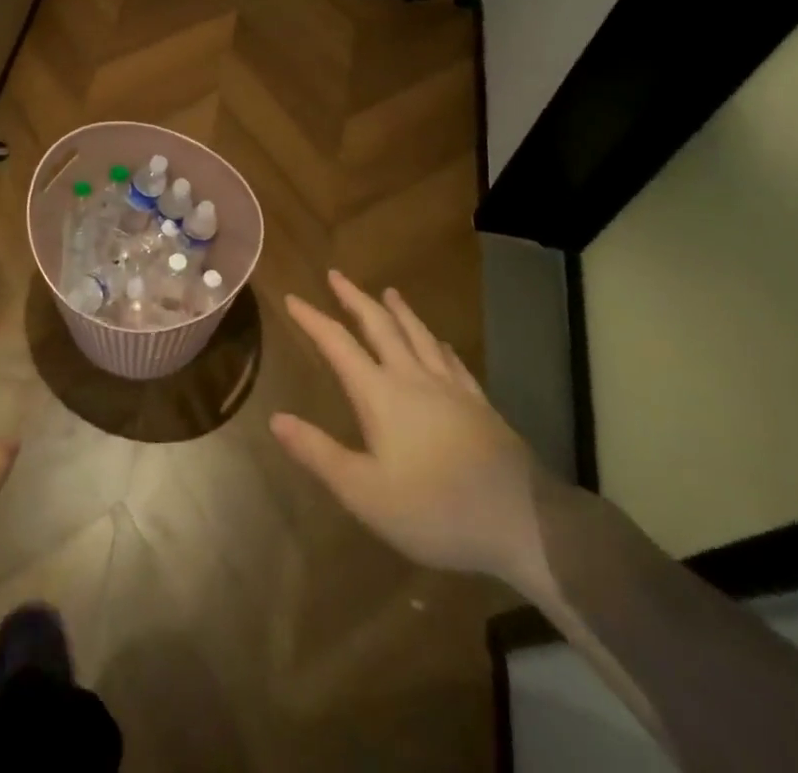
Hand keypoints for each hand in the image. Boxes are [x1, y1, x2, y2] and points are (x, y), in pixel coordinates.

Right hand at [270, 270, 550, 594]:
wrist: (522, 522)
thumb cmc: (434, 509)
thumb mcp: (364, 492)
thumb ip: (318, 453)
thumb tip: (275, 418)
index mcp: (380, 394)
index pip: (338, 345)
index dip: (313, 320)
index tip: (292, 297)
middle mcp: (413, 378)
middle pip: (380, 326)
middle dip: (355, 299)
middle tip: (336, 275)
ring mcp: (451, 388)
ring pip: (419, 335)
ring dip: (399, 311)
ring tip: (388, 292)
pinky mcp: (480, 404)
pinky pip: (453, 361)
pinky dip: (438, 343)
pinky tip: (441, 343)